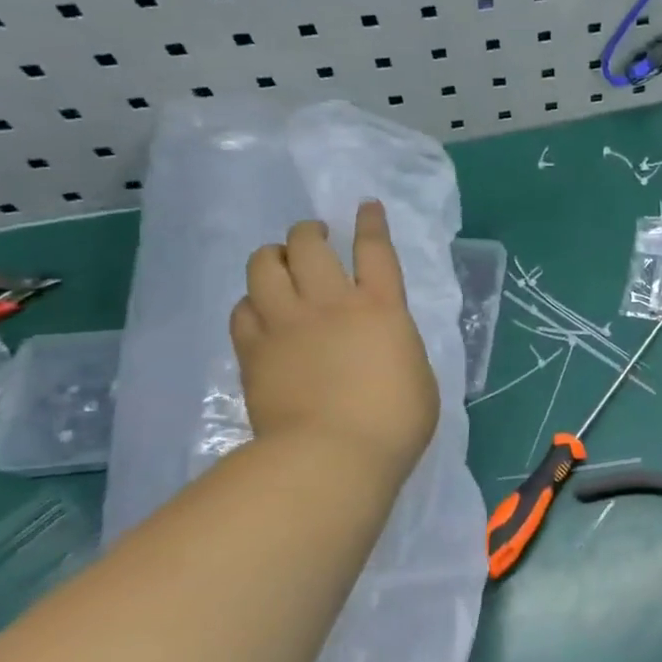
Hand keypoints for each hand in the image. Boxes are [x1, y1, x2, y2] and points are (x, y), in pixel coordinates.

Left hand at [230, 201, 438, 483]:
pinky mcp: (253, 350)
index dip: (370, 223)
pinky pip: (242, 309)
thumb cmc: (395, 421)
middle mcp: (331, 303)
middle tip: (315, 236)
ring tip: (281, 262)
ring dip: (274, 256)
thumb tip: (383, 341)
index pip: (375, 250)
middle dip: (310, 232)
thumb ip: (398, 345)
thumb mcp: (418, 374)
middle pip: (310, 245)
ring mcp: (286, 324)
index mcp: (381, 307)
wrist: (331, 456)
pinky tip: (260, 309)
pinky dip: (252, 301)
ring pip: (265, 266)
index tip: (365, 206)